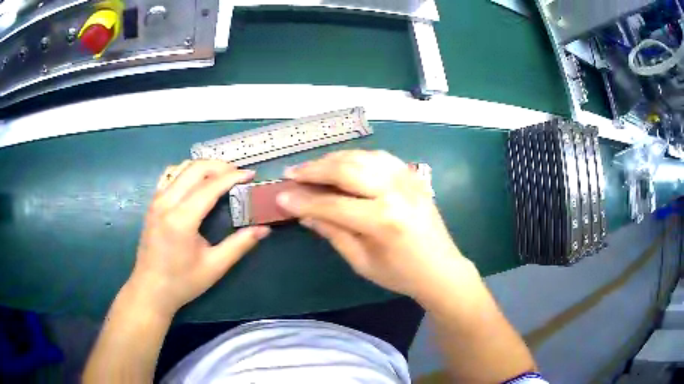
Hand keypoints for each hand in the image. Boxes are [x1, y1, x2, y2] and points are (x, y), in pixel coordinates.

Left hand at [126, 160, 269, 317]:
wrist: (150, 289)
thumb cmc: (182, 281)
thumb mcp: (214, 266)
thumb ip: (239, 245)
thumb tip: (264, 229)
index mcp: (182, 219)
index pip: (210, 186)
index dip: (232, 177)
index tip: (250, 174)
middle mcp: (166, 202)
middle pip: (195, 169)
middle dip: (219, 166)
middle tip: (238, 173)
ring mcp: (156, 200)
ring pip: (181, 168)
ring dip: (203, 166)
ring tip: (220, 174)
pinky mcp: (152, 203)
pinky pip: (169, 175)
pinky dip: (186, 171)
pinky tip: (195, 181)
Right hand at [277, 150, 469, 299]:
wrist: (441, 268)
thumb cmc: (401, 274)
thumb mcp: (361, 261)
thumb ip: (333, 233)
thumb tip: (304, 213)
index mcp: (383, 221)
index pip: (333, 204)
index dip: (303, 200)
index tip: (281, 196)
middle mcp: (395, 192)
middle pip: (347, 169)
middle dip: (314, 169)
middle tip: (292, 173)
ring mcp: (407, 179)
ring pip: (362, 156)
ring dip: (333, 159)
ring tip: (313, 167)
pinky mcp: (412, 176)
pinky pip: (380, 157)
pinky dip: (357, 157)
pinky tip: (343, 163)